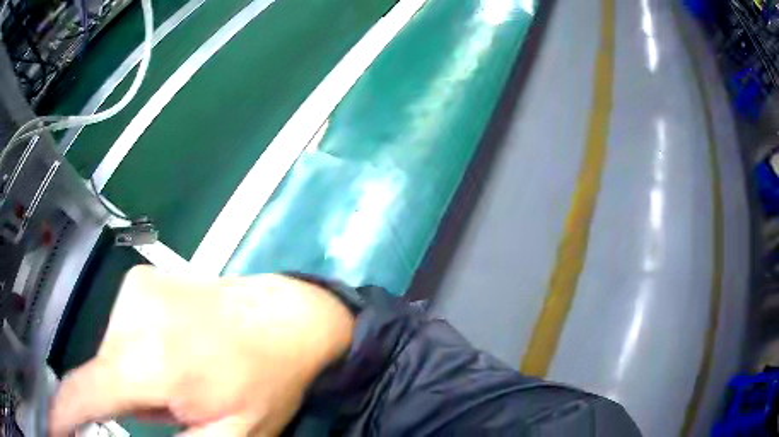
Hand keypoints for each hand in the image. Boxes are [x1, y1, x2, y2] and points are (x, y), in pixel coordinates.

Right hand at [49, 266, 354, 436]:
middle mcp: (130, 310)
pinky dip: (140, 356)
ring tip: (184, 377)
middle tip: (179, 404)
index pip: (82, 395)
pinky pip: (124, 333)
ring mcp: (134, 286)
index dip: (60, 418)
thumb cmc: (267, 380)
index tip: (55, 428)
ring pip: (113, 358)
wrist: (290, 317)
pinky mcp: (142, 278)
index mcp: (148, 357)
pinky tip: (178, 351)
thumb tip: (117, 435)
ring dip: (138, 380)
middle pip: (104, 378)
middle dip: (130, 402)